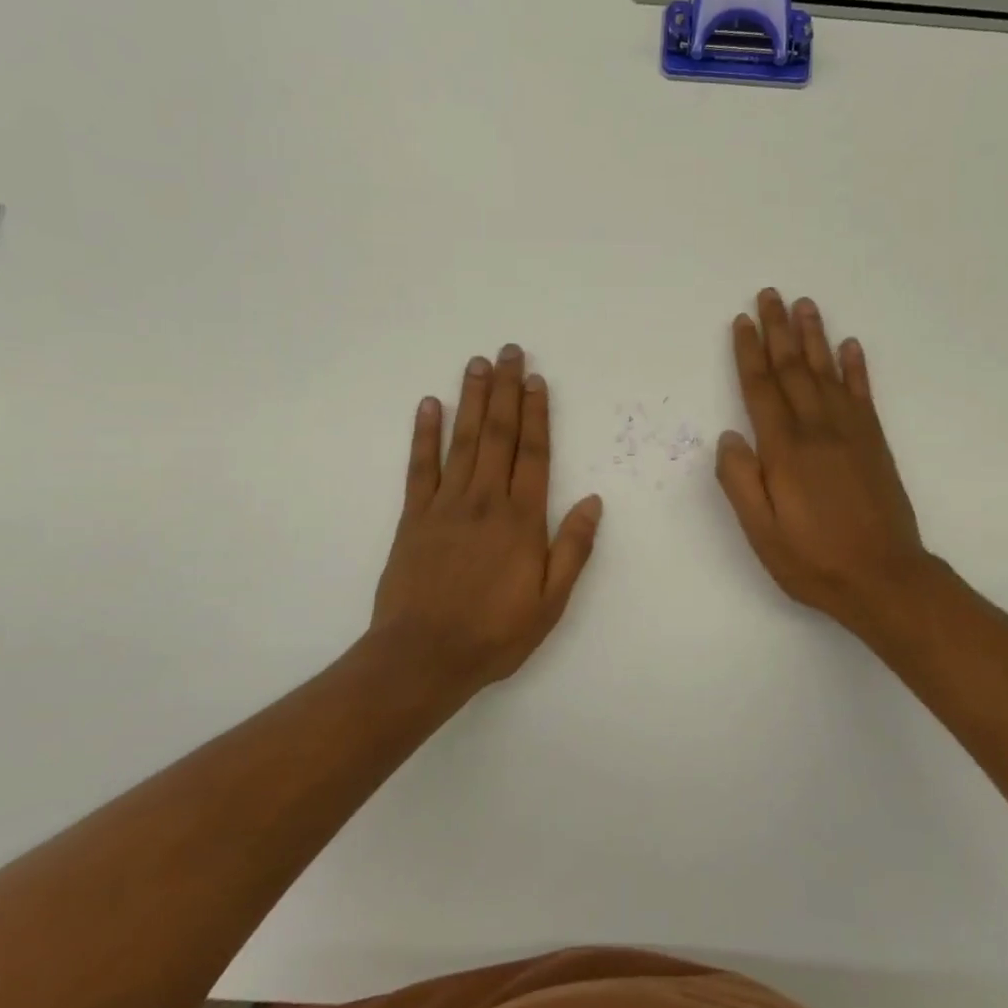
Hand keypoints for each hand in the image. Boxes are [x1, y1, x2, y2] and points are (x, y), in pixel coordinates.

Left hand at [372, 345, 603, 693]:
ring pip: (462, 441)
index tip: (537, 380)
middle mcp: (486, 500)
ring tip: (477, 364)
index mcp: (522, 519)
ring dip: (471, 399)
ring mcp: (446, 505)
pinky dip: (424, 434)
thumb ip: (573, 548)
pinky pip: (420, 467)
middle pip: (498, 434)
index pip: (533, 453)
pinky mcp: (414, 517)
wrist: (424, 656)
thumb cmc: (495, 633)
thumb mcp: (551, 602)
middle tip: (509, 351)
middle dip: (506, 390)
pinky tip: (429, 405)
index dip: (537, 414)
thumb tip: (593, 501)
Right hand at [716, 290, 940, 642]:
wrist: (884, 578)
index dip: (749, 353)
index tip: (741, 321)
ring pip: (827, 372)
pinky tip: (850, 346)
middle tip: (770, 294)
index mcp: (785, 451)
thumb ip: (741, 482)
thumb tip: (729, 436)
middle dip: (778, 330)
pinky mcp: (875, 443)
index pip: (761, 389)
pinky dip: (856, 367)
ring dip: (815, 336)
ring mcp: (851, 433)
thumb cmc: (813, 560)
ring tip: (805, 304)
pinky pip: (863, 394)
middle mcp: (818, 430)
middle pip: (794, 369)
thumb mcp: (761, 532)